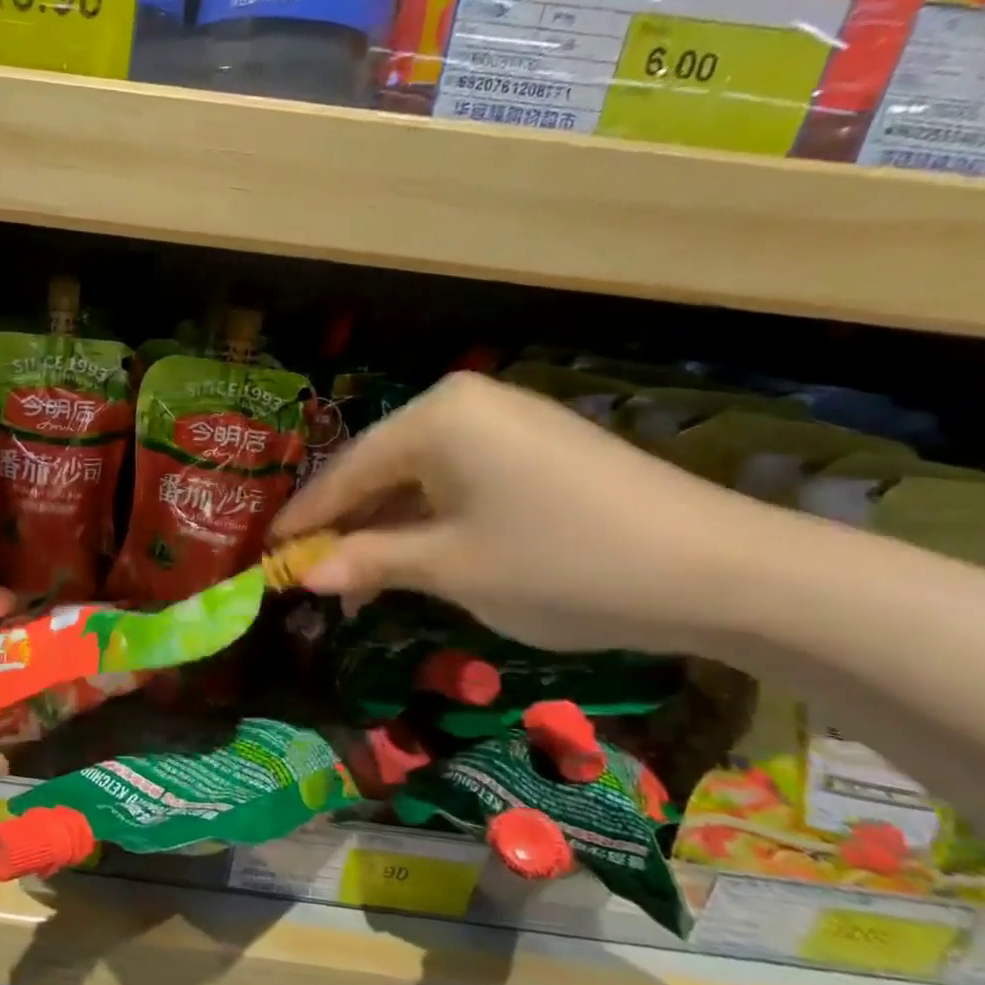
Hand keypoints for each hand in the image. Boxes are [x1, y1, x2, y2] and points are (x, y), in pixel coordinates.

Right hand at [271, 372, 767, 653]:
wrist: (719, 570)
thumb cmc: (561, 563)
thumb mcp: (450, 568)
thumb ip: (368, 562)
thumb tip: (303, 575)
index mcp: (434, 416)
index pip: (345, 472)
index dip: (303, 520)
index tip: (265, 555)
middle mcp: (463, 403)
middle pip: (379, 470)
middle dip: (346, 527)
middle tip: (312, 576)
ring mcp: (505, 421)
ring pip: (418, 478)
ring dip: (387, 528)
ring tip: (359, 580)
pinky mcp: (536, 446)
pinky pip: (458, 480)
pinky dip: (430, 520)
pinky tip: (416, 556)